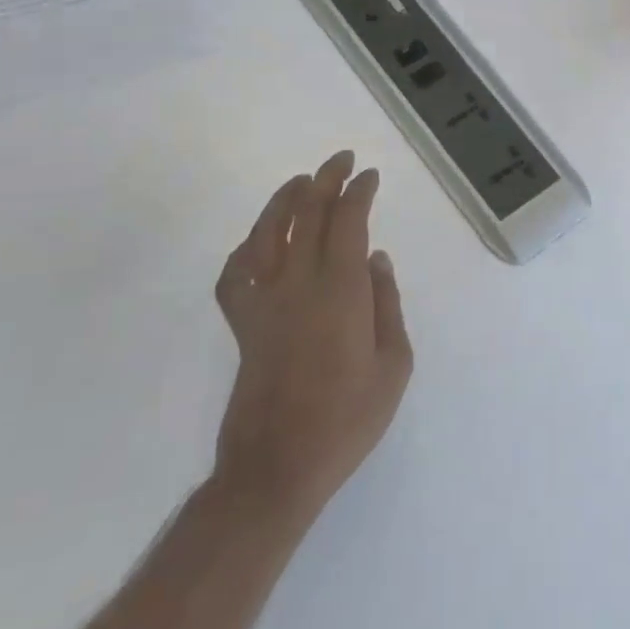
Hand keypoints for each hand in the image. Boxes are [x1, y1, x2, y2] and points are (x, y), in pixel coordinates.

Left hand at [211, 151, 412, 527]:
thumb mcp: (393, 364)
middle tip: (342, 161)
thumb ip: (387, 304)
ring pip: (268, 234)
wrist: (278, 467)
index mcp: (342, 292)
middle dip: (326, 181)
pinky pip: (236, 275)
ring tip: (301, 182)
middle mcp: (299, 285)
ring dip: (285, 201)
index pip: (348, 222)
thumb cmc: (348, 418)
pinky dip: (246, 249)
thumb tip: (377, 259)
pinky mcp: (242, 325)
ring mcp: (264, 303)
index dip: (359, 192)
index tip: (371, 176)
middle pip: (309, 216)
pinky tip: (259, 241)